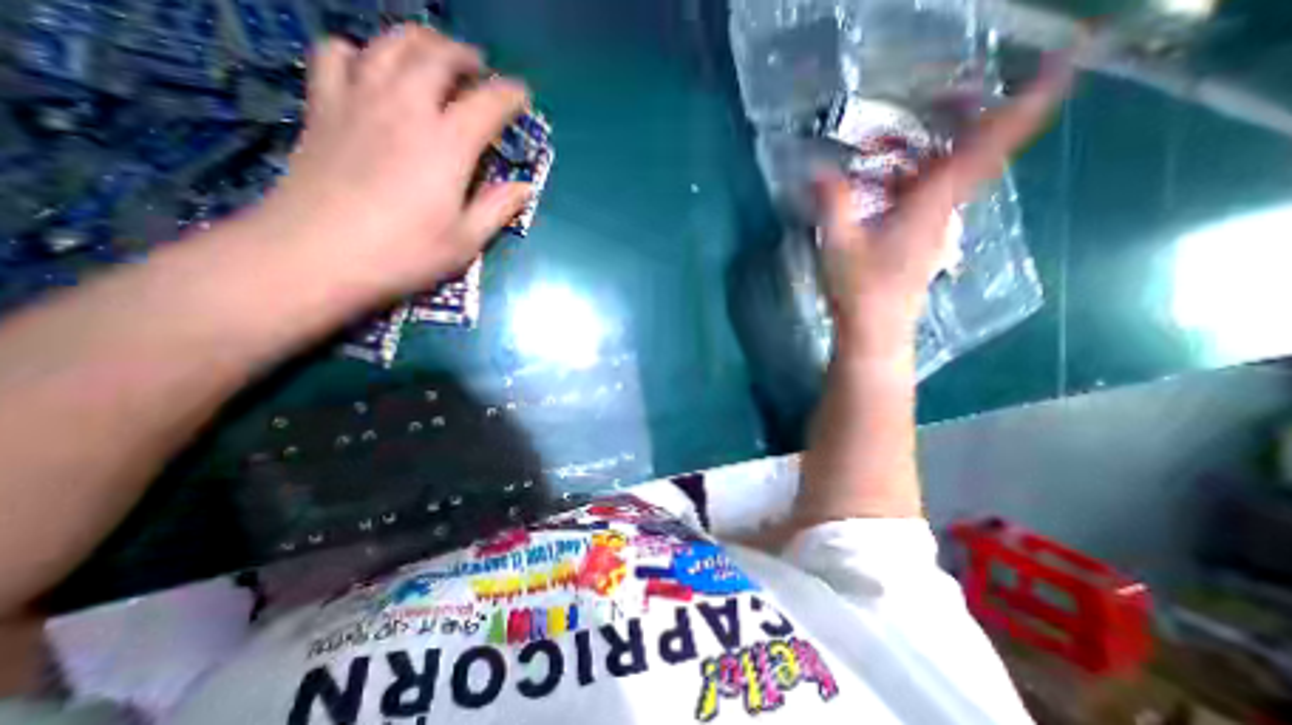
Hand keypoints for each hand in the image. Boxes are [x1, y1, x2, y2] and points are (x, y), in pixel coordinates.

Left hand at [255, 24, 533, 298]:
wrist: (316, 253)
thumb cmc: (405, 252)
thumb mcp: (466, 241)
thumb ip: (498, 208)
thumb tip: (525, 187)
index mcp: (447, 143)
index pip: (488, 103)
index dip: (510, 95)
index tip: (523, 95)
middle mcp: (406, 107)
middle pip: (436, 56)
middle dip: (464, 55)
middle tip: (479, 68)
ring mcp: (359, 100)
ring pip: (389, 44)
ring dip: (418, 42)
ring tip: (433, 57)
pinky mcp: (323, 107)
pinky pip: (338, 55)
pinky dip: (361, 52)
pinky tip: (371, 71)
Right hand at [823, 57, 1076, 356]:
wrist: (875, 330)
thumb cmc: (861, 289)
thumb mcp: (839, 242)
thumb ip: (831, 202)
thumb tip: (818, 172)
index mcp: (930, 205)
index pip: (986, 148)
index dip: (1023, 106)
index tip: (1060, 63)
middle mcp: (943, 211)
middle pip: (968, 154)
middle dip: (962, 118)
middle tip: (942, 95)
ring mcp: (935, 228)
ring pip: (943, 176)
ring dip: (922, 154)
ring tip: (884, 148)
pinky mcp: (922, 242)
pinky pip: (927, 198)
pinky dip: (911, 181)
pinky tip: (881, 186)